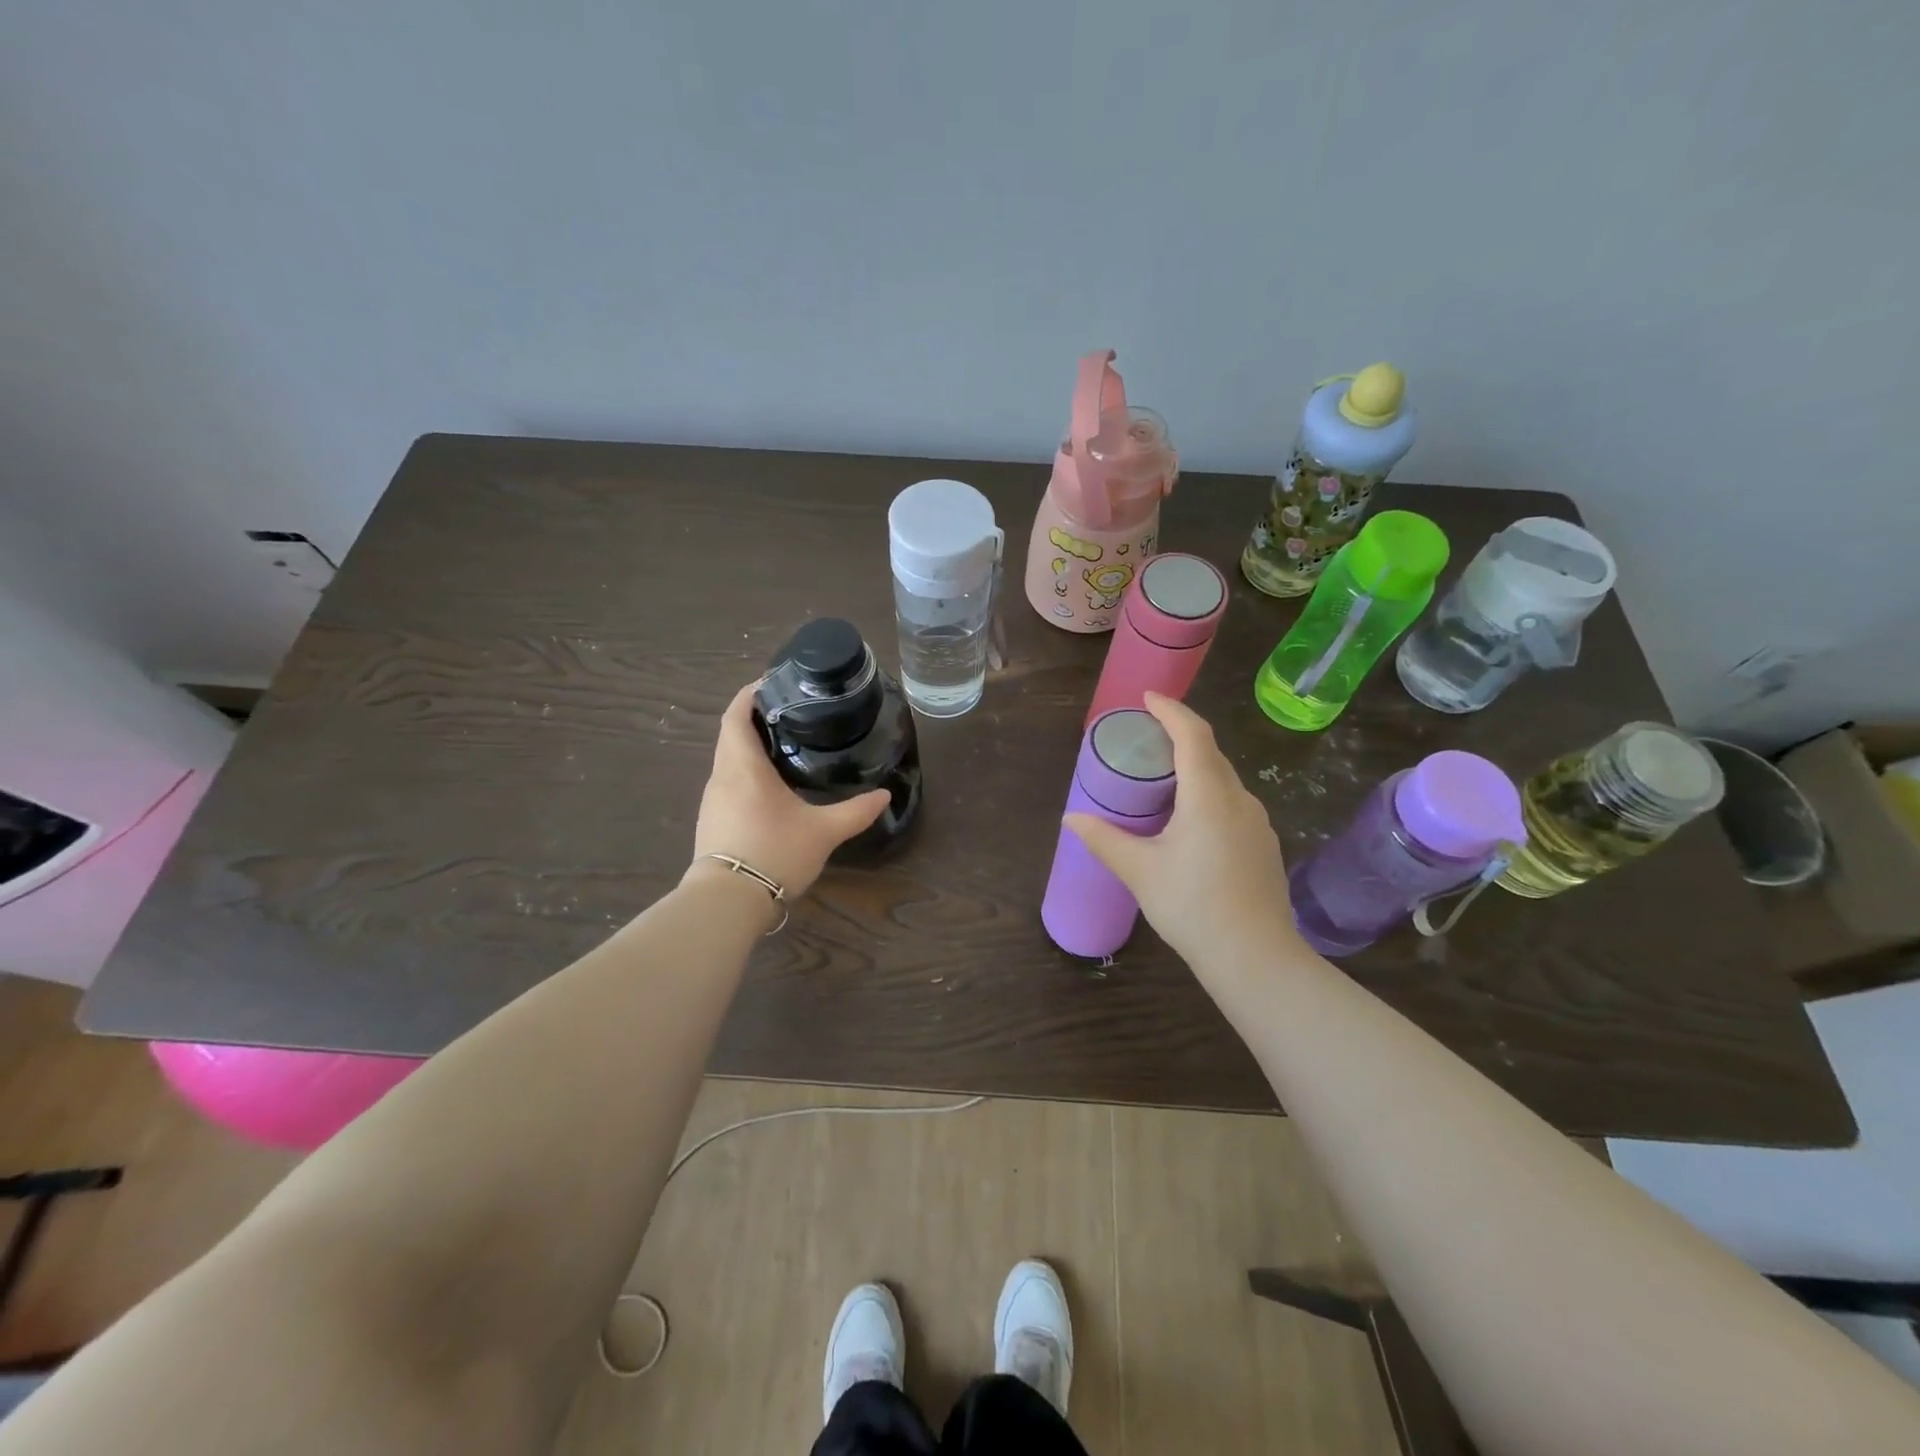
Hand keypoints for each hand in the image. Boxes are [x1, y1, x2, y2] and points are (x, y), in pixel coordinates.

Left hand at [688, 681, 889, 899]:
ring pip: (728, 760)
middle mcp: (721, 777)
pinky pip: (728, 783)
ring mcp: (712, 801)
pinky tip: (770, 788)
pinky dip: (745, 773)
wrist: (727, 903)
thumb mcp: (822, 832)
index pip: (736, 715)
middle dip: (755, 719)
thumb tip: (884, 796)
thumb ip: (855, 812)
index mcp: (742, 767)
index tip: (772, 683)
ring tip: (784, 746)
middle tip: (790, 714)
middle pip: (731, 735)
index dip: (749, 694)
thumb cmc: (774, 853)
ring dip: (749, 748)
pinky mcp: (711, 821)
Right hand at [1064, 693, 1301, 966]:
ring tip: (1162, 777)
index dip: (1171, 711)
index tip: (1148, 698)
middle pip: (1210, 753)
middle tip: (1146, 737)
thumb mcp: (1140, 871)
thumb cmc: (1193, 907)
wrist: (1256, 959)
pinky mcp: (1263, 846)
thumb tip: (1071, 819)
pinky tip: (1189, 820)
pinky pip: (1232, 803)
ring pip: (1223, 780)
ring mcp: (1257, 823)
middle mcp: (1239, 800)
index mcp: (1208, 795)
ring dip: (1195, 767)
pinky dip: (1207, 794)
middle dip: (1180, 736)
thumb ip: (1104, 840)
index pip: (1192, 735)